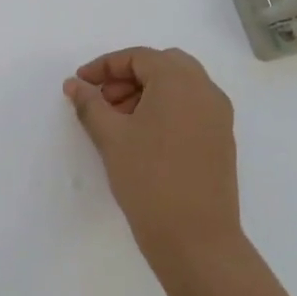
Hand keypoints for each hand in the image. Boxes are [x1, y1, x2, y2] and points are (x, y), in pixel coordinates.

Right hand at [64, 47, 242, 277]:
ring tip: (117, 122)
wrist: (196, 238)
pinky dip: (165, 110)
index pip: (139, 57)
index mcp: (180, 81)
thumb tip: (75, 84)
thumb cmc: (149, 179)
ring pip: (179, 87)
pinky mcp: (221, 140)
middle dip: (128, 77)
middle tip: (102, 101)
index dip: (105, 66)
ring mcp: (218, 116)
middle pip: (163, 66)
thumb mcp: (111, 137)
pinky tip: (142, 138)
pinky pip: (190, 109)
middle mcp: (206, 90)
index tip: (80, 84)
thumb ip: (90, 104)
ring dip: (146, 93)